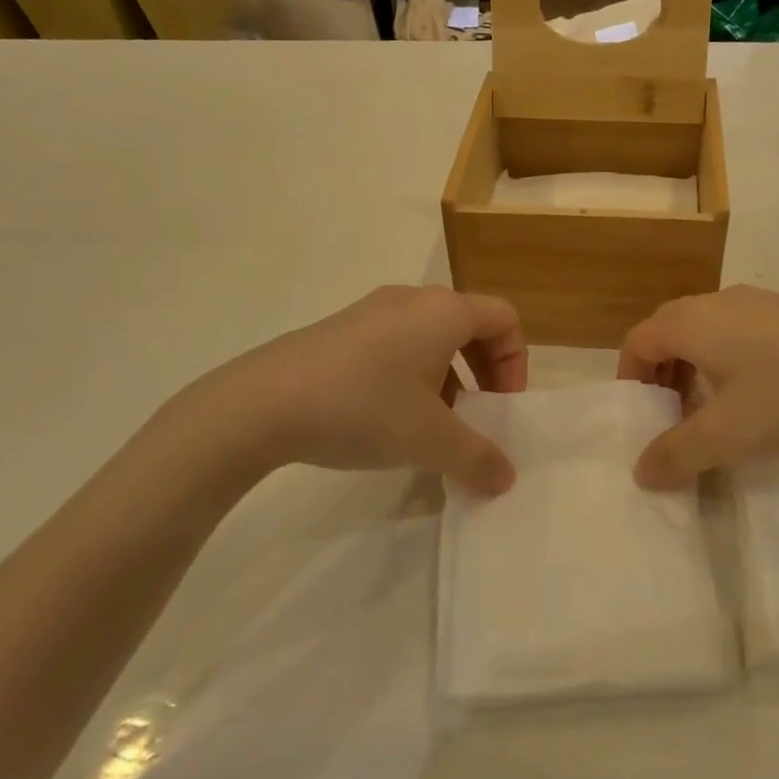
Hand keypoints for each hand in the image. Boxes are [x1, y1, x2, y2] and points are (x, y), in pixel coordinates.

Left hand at [152, 286, 527, 499]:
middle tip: (475, 416)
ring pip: (431, 336)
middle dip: (484, 372)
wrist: (261, 404)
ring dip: (448, 376)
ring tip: (431, 424)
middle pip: (470, 325)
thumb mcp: (430, 440)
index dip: (516, 363)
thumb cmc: (363, 408)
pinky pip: (396, 343)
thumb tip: (506, 478)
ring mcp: (371, 311)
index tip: (501, 407)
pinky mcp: (340, 330)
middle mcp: (412, 300)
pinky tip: (387, 417)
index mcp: (444, 312)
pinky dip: (411, 374)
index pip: (504, 319)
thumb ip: (478, 458)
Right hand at [617, 286, 778, 489]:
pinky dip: (727, 362)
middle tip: (674, 421)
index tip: (643, 420)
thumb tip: (640, 472)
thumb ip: (677, 455)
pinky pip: (737, 332)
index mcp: (691, 321)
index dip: (631, 381)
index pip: (637, 342)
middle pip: (668, 333)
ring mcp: (757, 302)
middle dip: (661, 378)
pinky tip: (761, 396)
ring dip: (695, 371)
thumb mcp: (729, 434)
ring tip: (716, 414)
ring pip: (705, 333)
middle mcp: (717, 301)